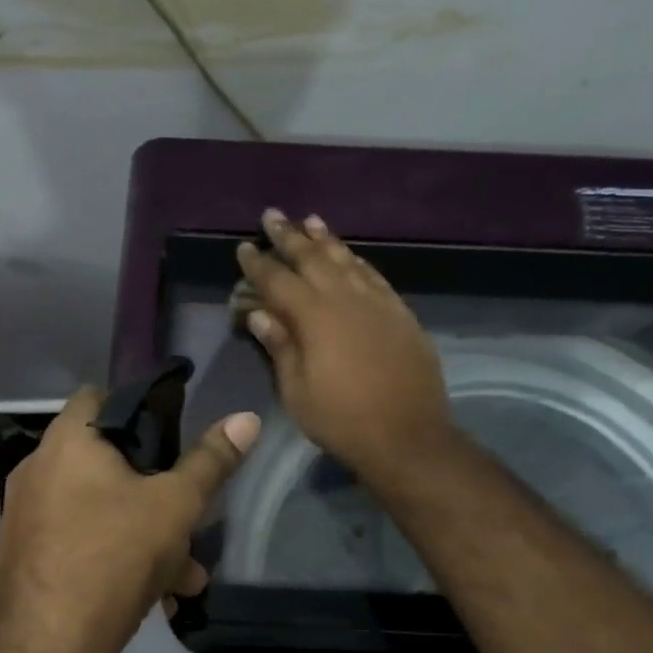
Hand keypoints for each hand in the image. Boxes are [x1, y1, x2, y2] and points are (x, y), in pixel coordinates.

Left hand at [0, 386, 259, 652]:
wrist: (43, 652)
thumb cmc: (113, 557)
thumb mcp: (175, 506)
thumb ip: (211, 461)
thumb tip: (247, 417)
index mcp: (67, 442)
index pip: (99, 395)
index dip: (140, 406)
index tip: (175, 434)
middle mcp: (39, 470)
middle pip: (108, 461)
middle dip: (157, 491)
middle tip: (189, 516)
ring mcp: (28, 517)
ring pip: (101, 510)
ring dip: (146, 534)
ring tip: (185, 575)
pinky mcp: (28, 557)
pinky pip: (82, 542)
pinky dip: (117, 558)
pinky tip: (156, 598)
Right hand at [235, 209, 453, 481]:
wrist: (408, 436)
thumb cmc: (342, 420)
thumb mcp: (297, 392)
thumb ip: (280, 347)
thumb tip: (259, 313)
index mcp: (314, 318)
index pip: (278, 281)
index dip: (259, 263)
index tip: (244, 247)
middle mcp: (346, 299)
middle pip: (313, 259)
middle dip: (289, 236)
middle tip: (273, 215)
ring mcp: (378, 303)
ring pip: (347, 260)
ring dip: (326, 240)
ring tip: (310, 221)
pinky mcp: (401, 314)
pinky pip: (374, 276)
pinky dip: (358, 261)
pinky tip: (351, 255)